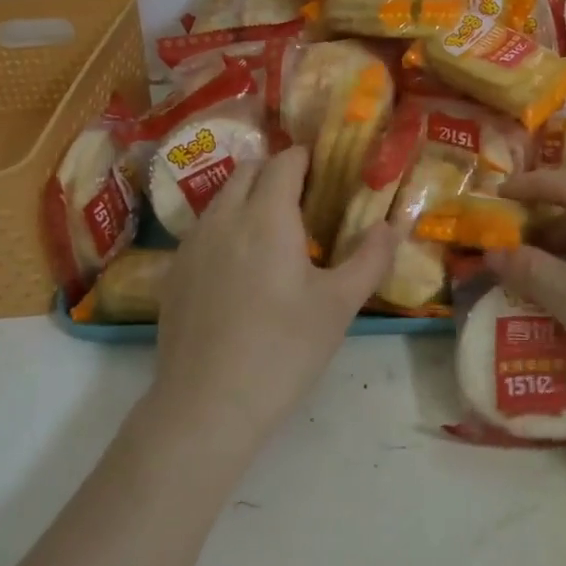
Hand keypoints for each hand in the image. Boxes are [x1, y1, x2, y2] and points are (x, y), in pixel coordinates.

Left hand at [147, 146, 398, 453]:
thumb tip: (391, 225)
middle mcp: (224, 217)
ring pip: (222, 198)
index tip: (325, 174)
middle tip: (304, 202)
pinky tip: (239, 269)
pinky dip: (226, 227)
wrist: (207, 405)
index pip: (285, 162)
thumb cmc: (284, 350)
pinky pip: (203, 229)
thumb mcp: (339, 305)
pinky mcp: (174, 271)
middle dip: (276, 173)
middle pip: (248, 170)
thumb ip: (370, 258)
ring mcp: (192, 243)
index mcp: (267, 216)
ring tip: (273, 234)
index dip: (306, 160)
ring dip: (248, 198)